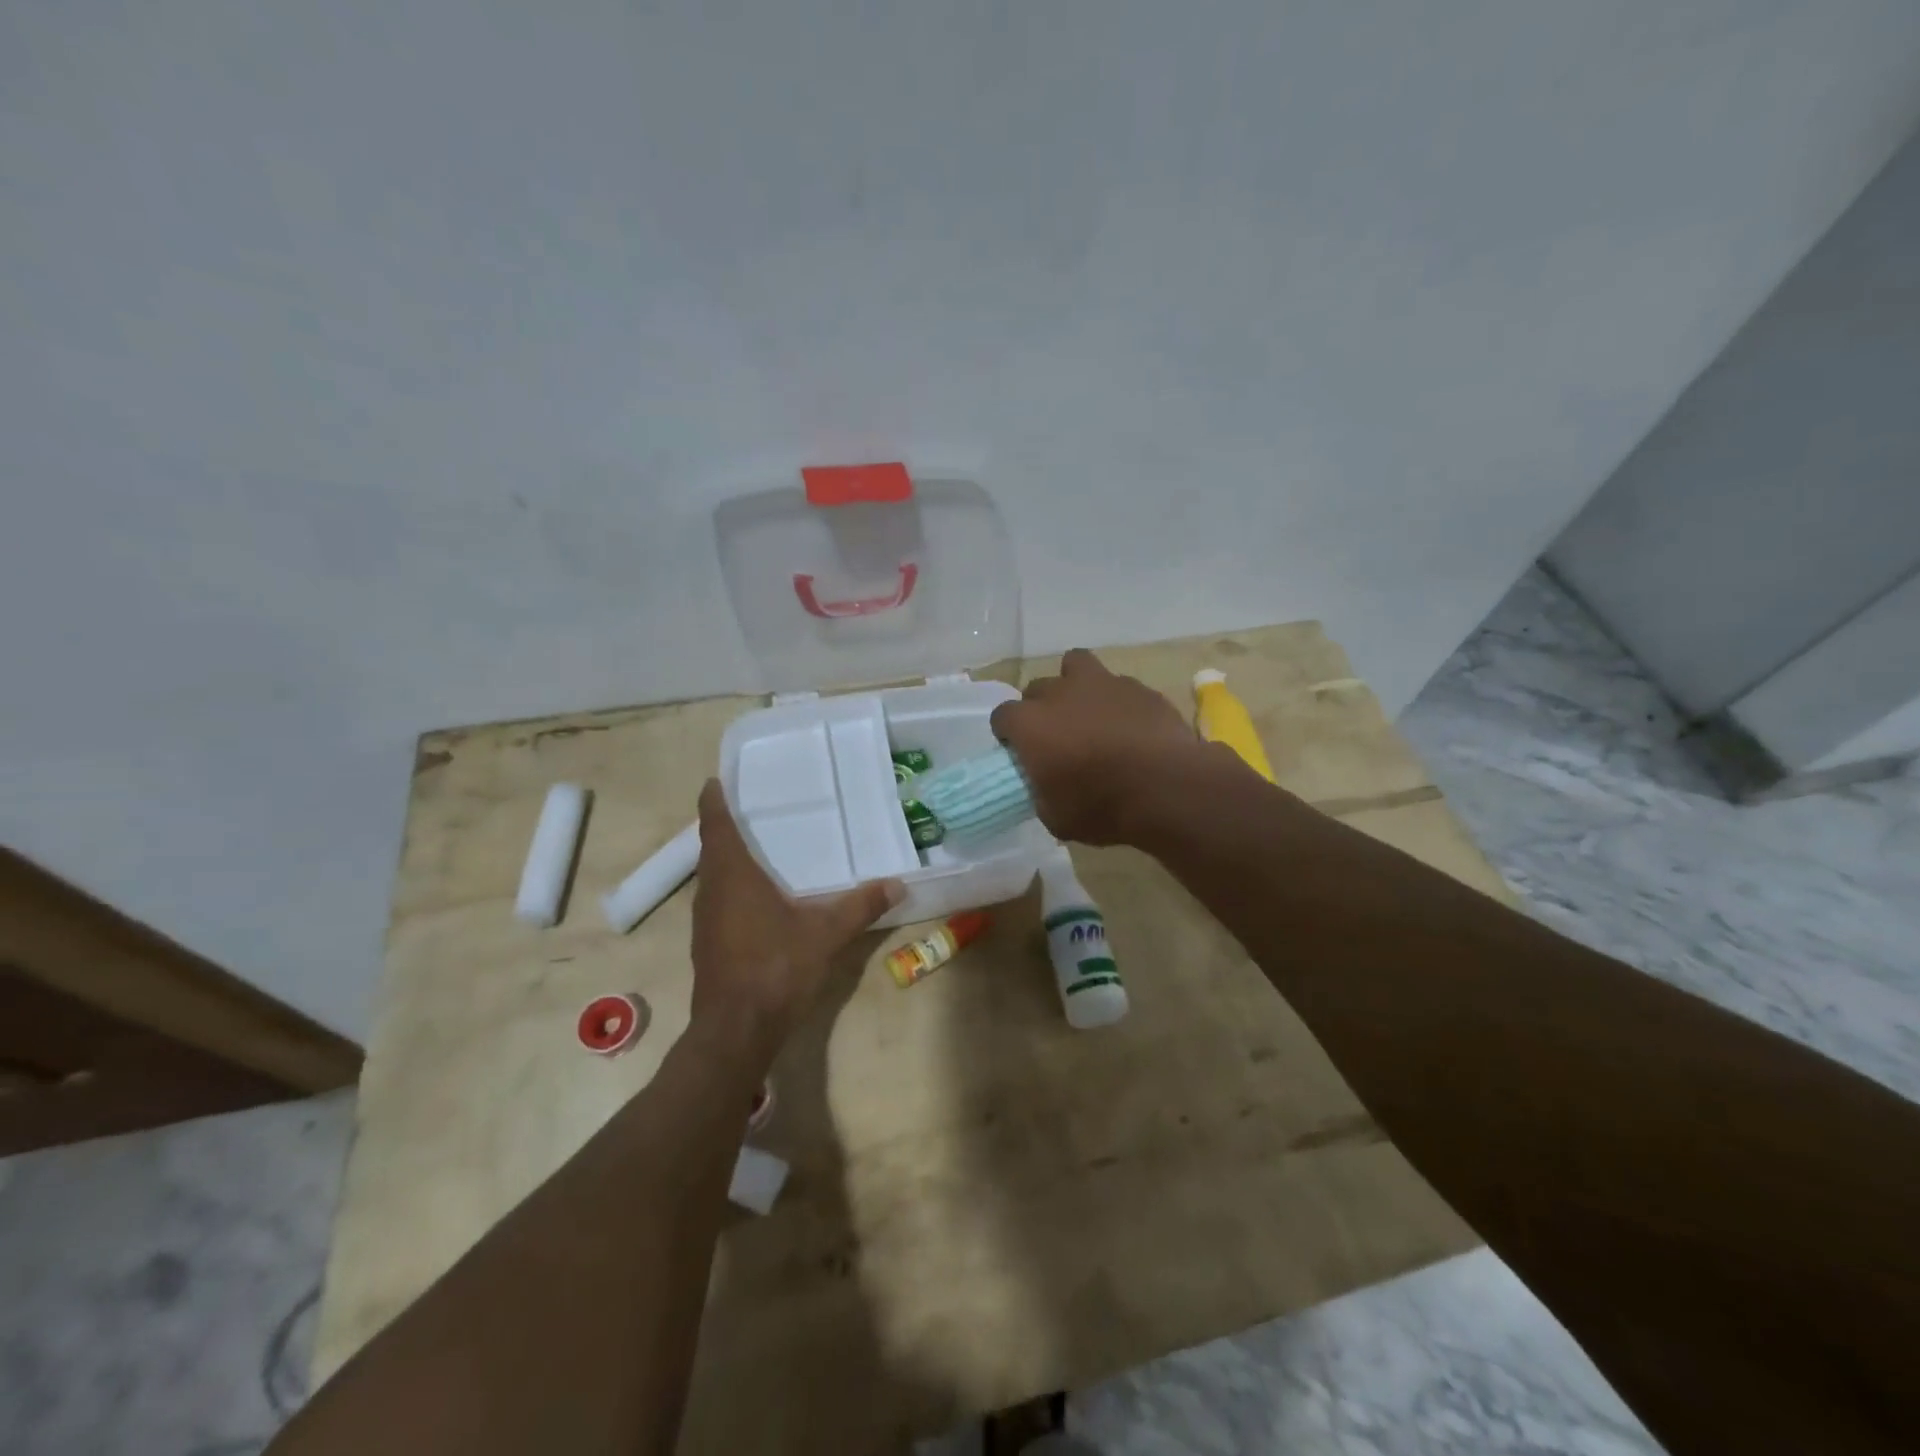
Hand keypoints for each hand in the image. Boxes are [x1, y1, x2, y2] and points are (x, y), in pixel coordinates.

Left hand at [690, 780, 900, 1058]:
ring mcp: (705, 921)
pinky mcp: (708, 945)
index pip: (716, 826)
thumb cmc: (776, 968)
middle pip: (712, 850)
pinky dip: (732, 888)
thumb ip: (861, 906)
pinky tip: (758, 899)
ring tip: (757, 847)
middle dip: (725, 828)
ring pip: (714, 878)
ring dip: (728, 860)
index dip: (714, 802)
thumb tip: (898, 883)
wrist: (737, 1030)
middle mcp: (712, 892)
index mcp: (733, 877)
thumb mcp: (826, 933)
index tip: (715, 780)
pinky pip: (718, 902)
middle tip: (750, 809)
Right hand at [989, 648, 1210, 844]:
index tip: (1020, 754)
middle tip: (1056, 737)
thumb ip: (1041, 793)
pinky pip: (1118, 685)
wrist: (1168, 788)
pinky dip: (1117, 701)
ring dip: (1074, 684)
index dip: (1009, 735)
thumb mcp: (1055, 817)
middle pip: (1036, 688)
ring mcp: (1102, 683)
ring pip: (1075, 664)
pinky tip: (1129, 725)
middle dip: (1040, 709)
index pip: (1002, 716)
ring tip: (1088, 712)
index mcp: (1030, 724)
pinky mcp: (1139, 687)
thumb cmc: (1102, 806)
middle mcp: (1060, 693)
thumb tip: (1045, 787)